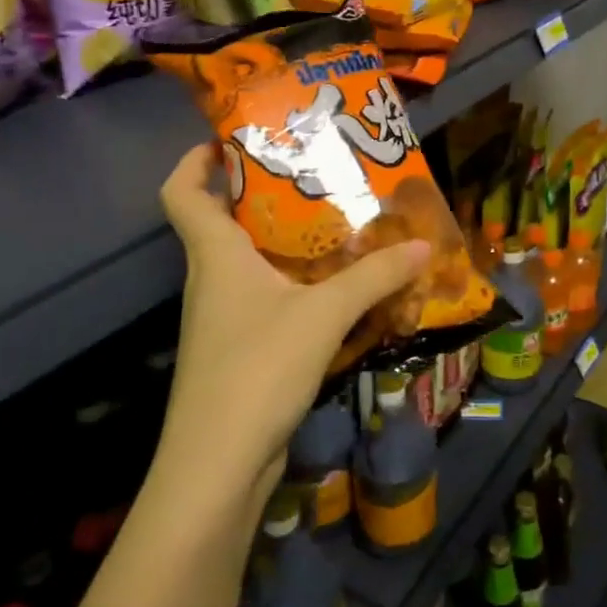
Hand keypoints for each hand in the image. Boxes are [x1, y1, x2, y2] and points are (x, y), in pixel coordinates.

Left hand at [157, 143, 430, 498]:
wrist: (218, 466)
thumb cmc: (257, 369)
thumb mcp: (324, 314)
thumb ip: (375, 277)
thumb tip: (424, 244)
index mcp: (215, 254)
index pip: (182, 191)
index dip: (197, 159)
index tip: (234, 140)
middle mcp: (212, 278)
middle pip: (225, 220)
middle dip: (266, 193)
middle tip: (317, 175)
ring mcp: (224, 317)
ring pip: (251, 262)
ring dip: (289, 242)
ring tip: (340, 225)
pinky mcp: (241, 349)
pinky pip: (269, 298)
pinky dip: (298, 285)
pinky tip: (338, 289)